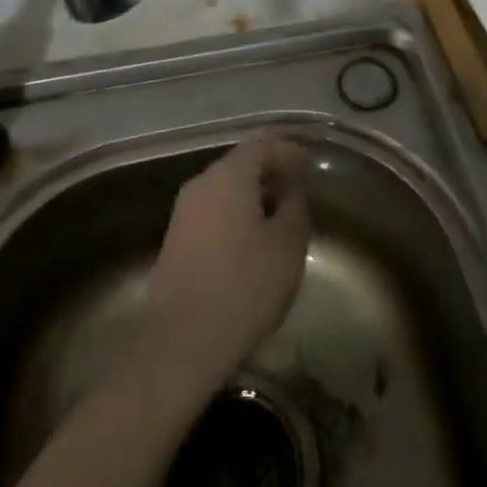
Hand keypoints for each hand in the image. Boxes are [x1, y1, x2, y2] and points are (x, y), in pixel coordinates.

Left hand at [141, 134, 311, 400]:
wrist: (181, 342)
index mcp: (229, 175)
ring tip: (281, 216)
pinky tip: (253, 240)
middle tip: (299, 188)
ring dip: (254, 194)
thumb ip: (295, 205)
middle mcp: (202, 183)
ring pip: (226, 188)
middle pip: (241, 163)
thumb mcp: (287, 245)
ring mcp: (184, 211)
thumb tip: (292, 187)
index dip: (289, 149)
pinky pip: (213, 211)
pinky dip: (236, 214)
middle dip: (272, 171)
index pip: (263, 143)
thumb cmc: (244, 287)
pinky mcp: (176, 239)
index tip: (311, 162)